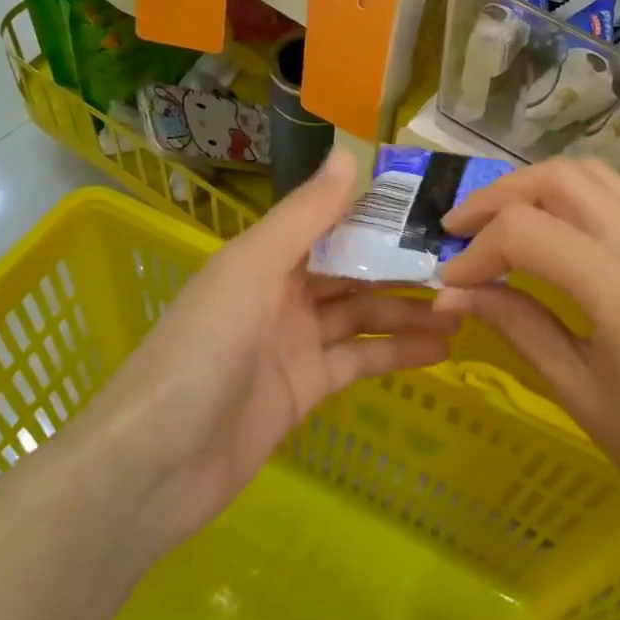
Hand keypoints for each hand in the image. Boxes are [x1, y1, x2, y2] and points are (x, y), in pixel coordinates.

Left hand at [94, 150, 458, 555]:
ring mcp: (296, 343)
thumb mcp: (253, 269)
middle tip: (465, 262)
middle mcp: (283, 293)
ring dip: (410, 311)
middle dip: (404, 266)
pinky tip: (442, 348)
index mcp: (267, 257)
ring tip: (466, 307)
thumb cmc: (202, 349)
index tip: (433, 206)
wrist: (154, 466)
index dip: (380, 215)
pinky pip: (360, 362)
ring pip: (364, 317)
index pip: (333, 224)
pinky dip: (398, 354)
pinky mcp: (307, 389)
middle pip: (354, 272)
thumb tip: (349, 153)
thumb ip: (306, 215)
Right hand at [434, 157, 619, 583]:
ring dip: (539, 189)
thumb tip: (454, 294)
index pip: (528, 232)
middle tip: (460, 228)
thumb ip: (519, 327)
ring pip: (597, 177)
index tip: (449, 281)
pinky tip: (555, 238)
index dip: (476, 250)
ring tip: (500, 223)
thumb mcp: (583, 397)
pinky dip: (576, 202)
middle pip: (562, 178)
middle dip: (500, 196)